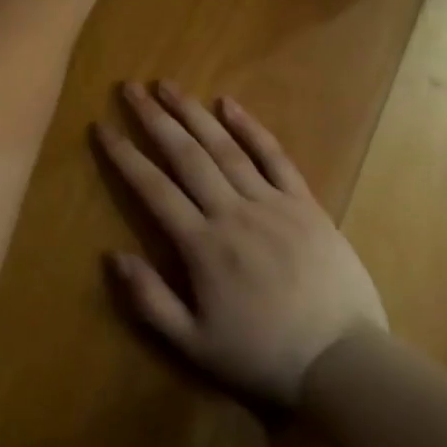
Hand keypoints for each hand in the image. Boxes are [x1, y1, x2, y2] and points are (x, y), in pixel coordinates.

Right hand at [96, 83, 387, 405]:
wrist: (344, 362)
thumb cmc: (265, 356)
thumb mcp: (197, 345)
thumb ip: (151, 301)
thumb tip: (113, 256)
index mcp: (203, 246)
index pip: (154, 189)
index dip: (125, 156)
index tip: (102, 127)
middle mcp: (232, 212)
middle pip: (186, 155)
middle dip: (154, 119)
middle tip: (130, 88)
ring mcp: (271, 202)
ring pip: (224, 148)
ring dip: (193, 113)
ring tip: (167, 85)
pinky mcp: (303, 202)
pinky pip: (274, 156)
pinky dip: (250, 127)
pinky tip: (228, 103)